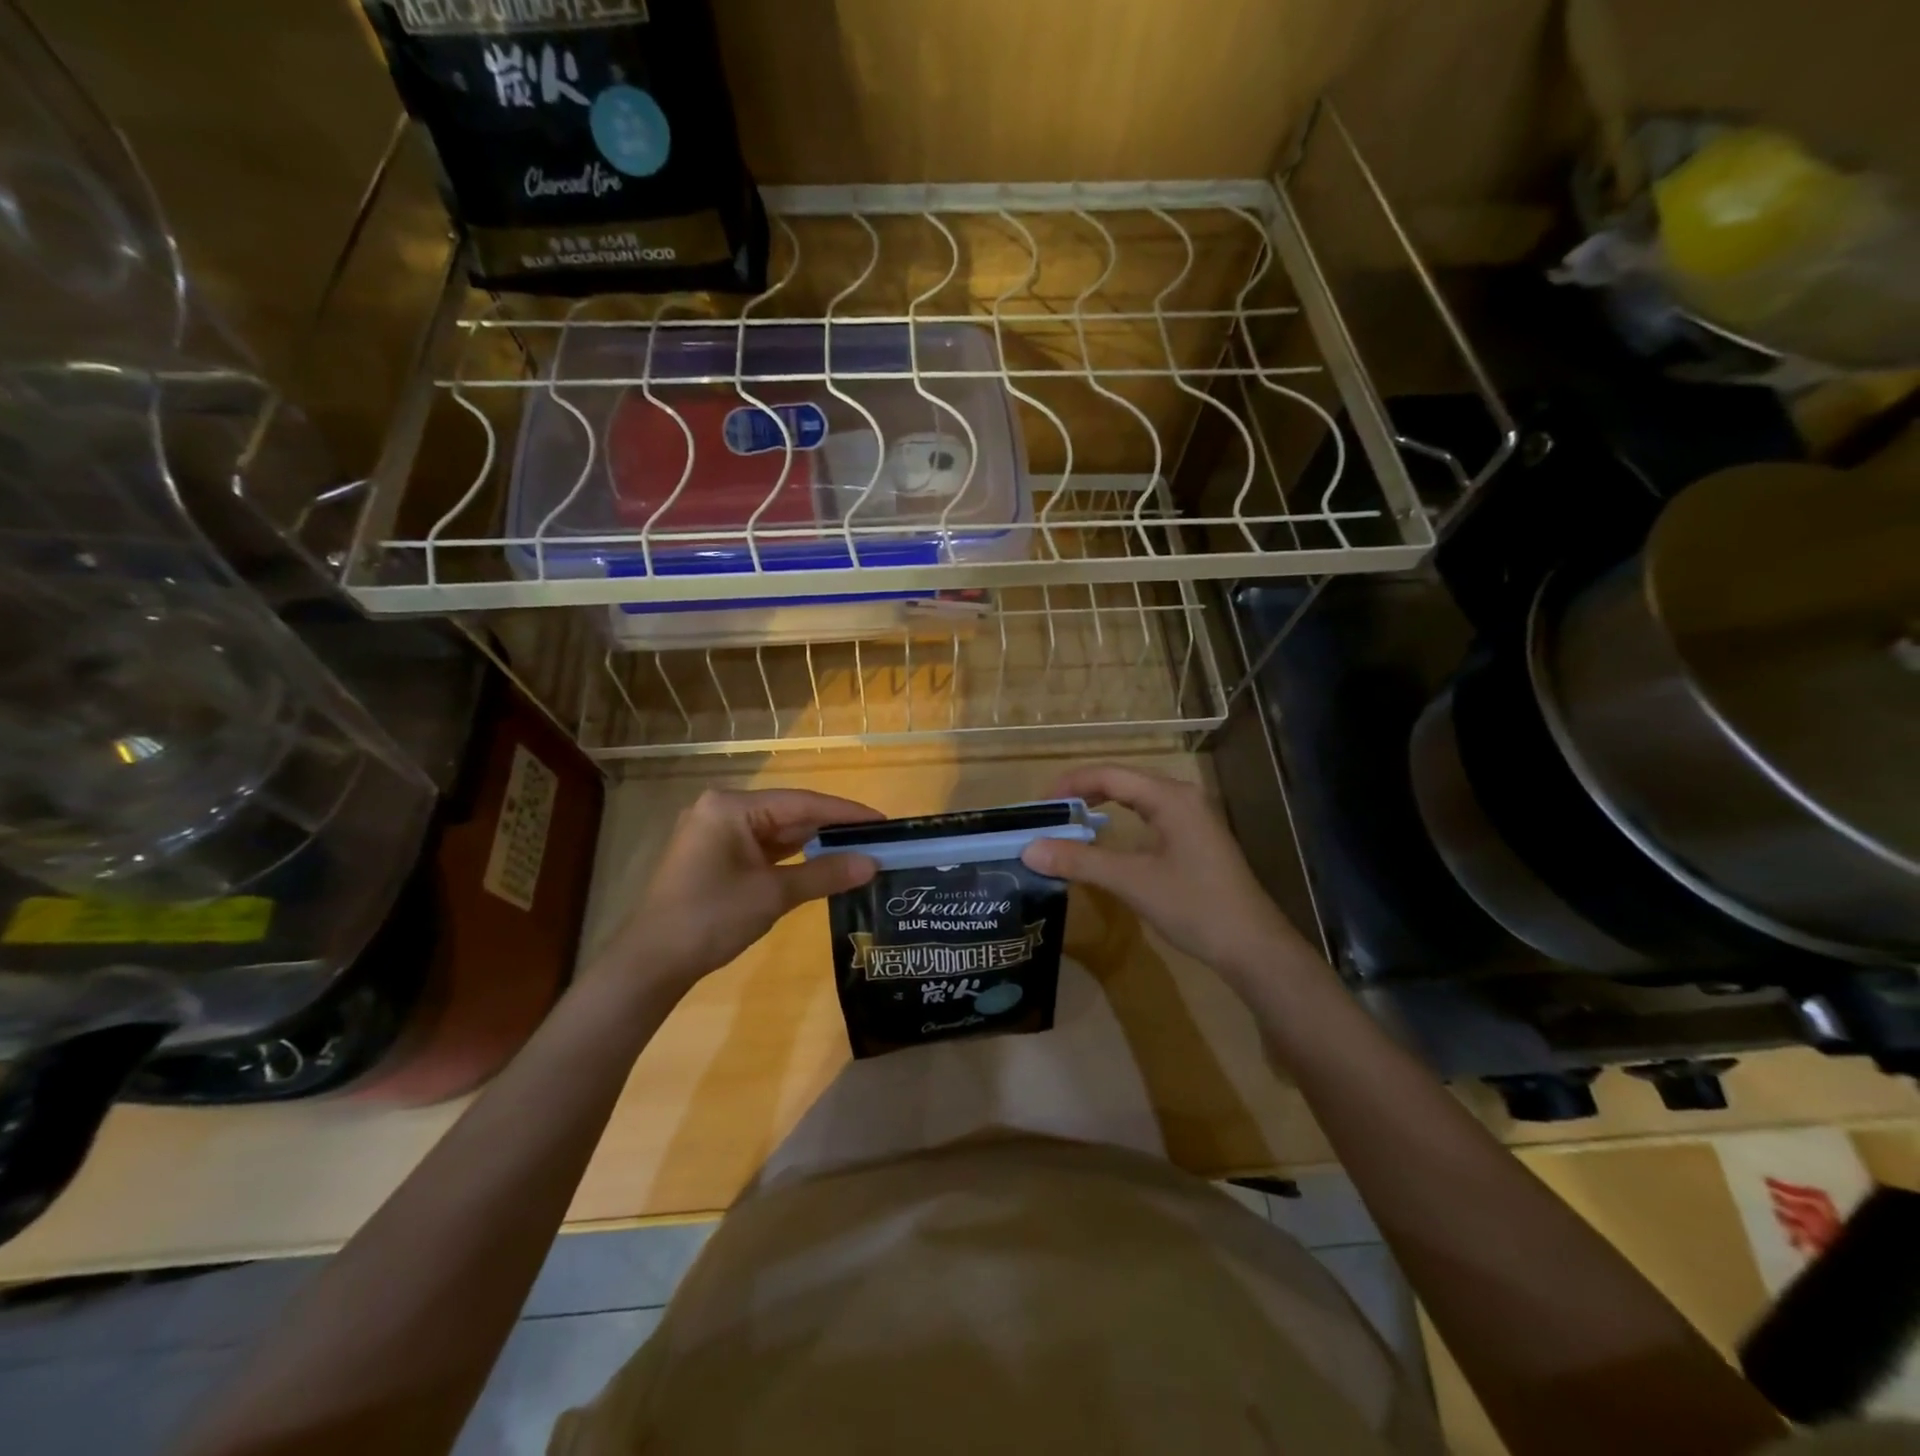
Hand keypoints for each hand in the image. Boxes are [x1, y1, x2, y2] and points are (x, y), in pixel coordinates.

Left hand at [601, 788, 879, 994]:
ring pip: (777, 832)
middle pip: (789, 813)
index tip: (883, 821)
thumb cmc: (711, 918)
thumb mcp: (773, 895)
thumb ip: (825, 874)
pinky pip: (762, 848)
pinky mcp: (714, 856)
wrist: (651, 963)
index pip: (801, 802)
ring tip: (857, 850)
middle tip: (875, 838)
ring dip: (813, 843)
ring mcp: (716, 833)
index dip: (845, 812)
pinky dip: (791, 857)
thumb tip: (873, 864)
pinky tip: (821, 863)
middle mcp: (722, 810)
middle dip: (831, 828)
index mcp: (732, 807)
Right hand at [1021, 764, 1315, 979]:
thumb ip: (1080, 861)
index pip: (1110, 775)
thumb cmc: (1193, 906)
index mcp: (1170, 797)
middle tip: (1050, 815)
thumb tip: (1030, 849)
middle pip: (1123, 780)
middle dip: (1083, 792)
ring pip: (1137, 798)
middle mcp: (1182, 797)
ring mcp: (1193, 817)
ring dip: (1102, 805)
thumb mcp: (1131, 882)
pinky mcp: (1195, 838)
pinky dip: (1122, 821)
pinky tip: (1107, 840)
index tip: (1040, 806)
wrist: (1252, 946)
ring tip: (1070, 823)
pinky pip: (1150, 815)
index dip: (1071, 785)